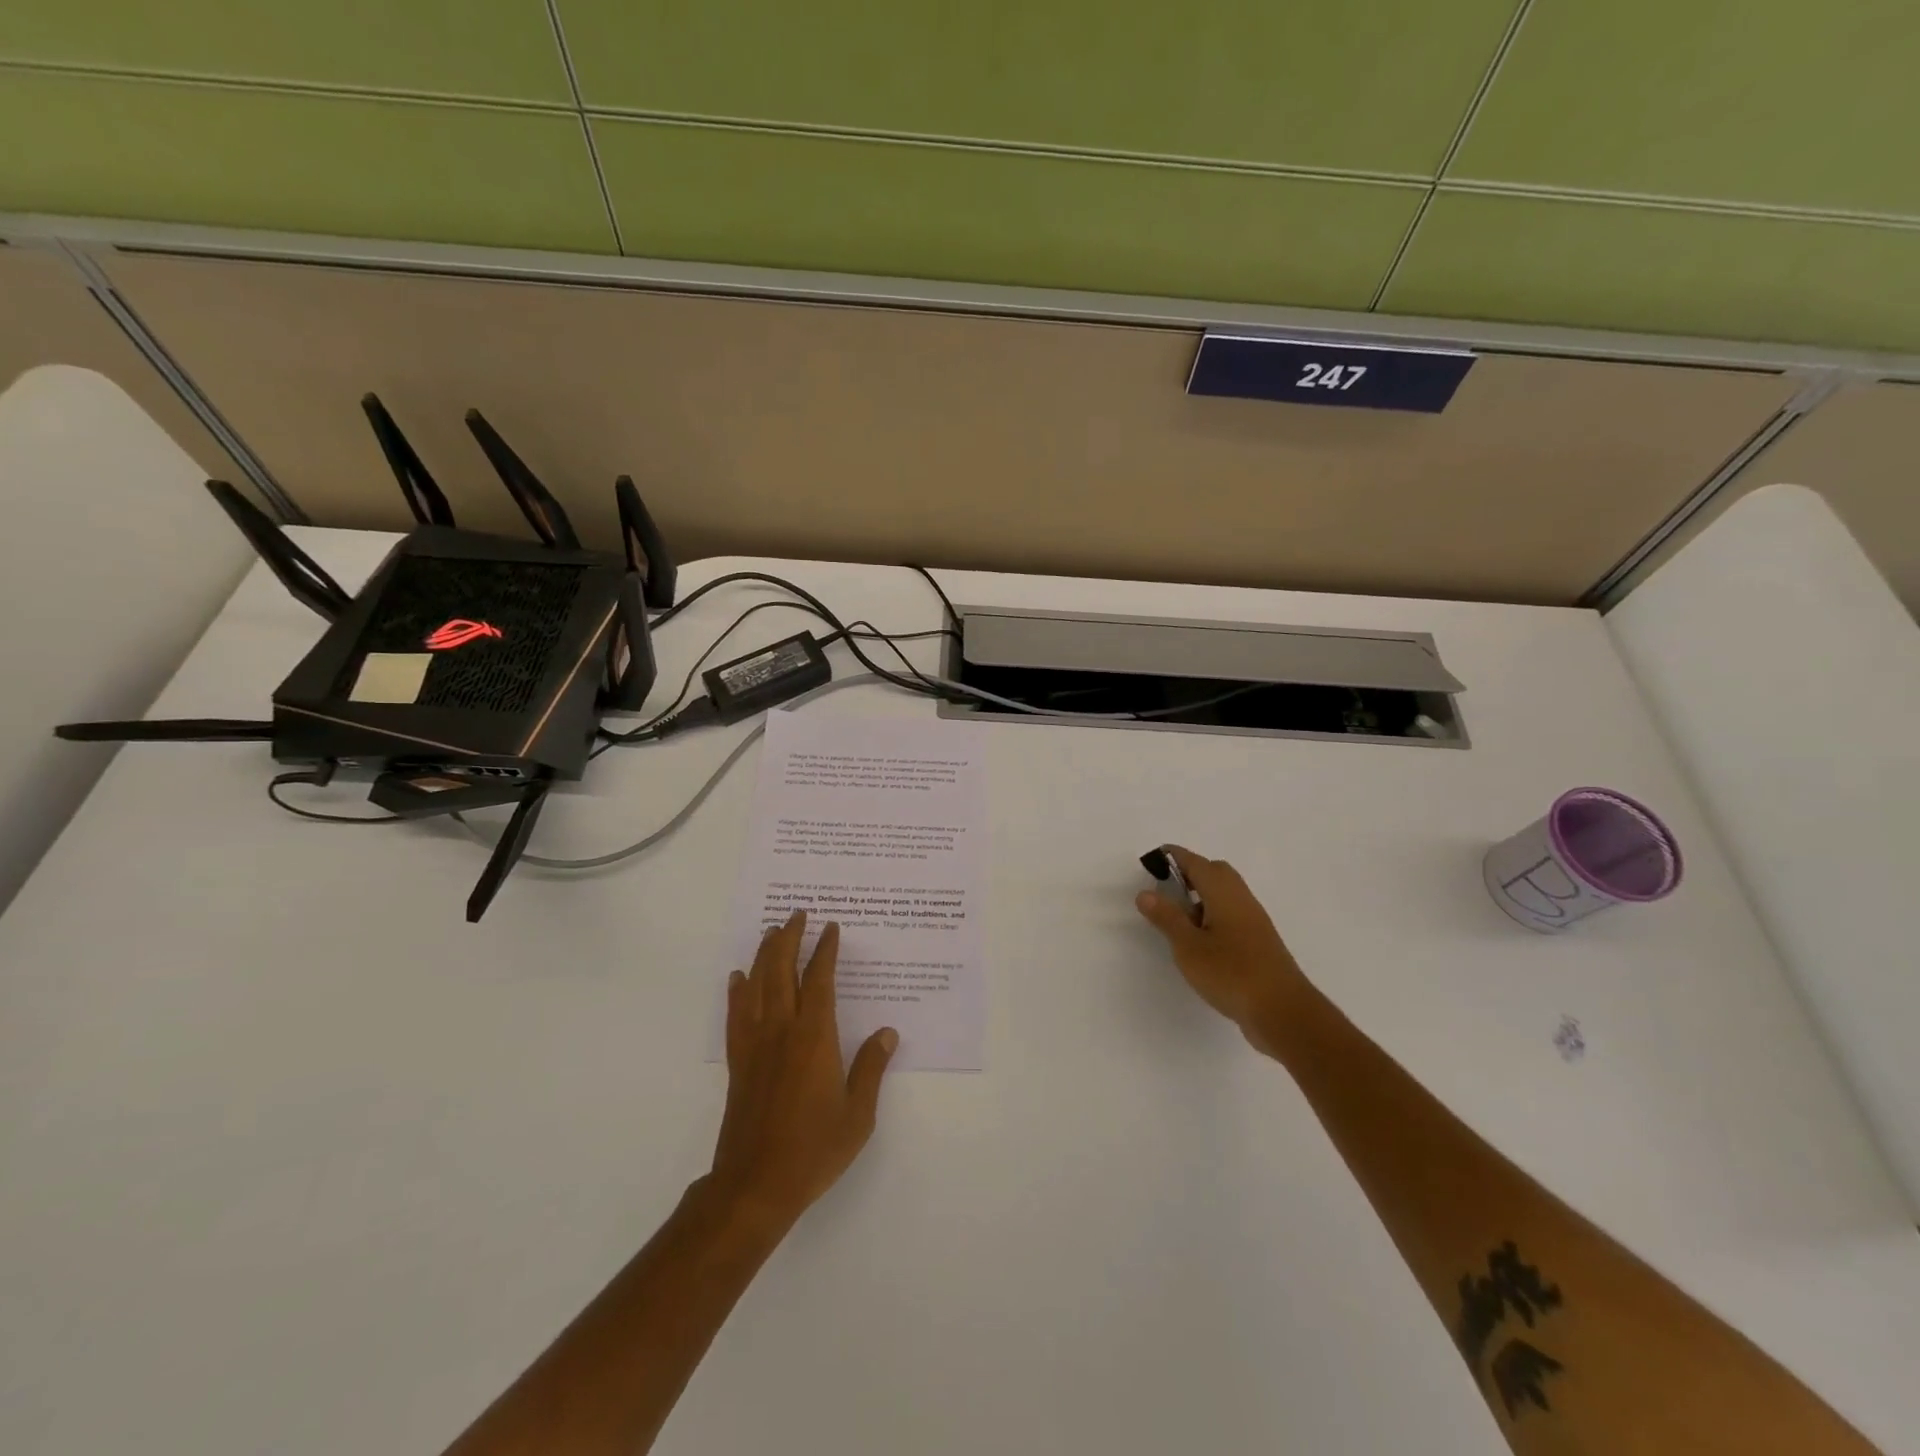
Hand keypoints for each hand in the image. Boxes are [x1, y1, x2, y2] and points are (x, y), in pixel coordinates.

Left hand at [708, 912, 897, 1233]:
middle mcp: (782, 1030)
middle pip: (782, 971)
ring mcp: (755, 1045)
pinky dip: (737, 991)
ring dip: (763, 954)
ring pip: (757, 986)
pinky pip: (736, 1015)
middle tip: (797, 913)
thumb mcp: (858, 1114)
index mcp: (815, 1038)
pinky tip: (739, 978)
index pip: (819, 980)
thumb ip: (871, 1068)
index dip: (825, 950)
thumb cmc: (813, 1150)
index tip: (830, 928)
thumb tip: (888, 1032)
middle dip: (789, 938)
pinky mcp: (738, 1062)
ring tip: (771, 931)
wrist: (755, 1185)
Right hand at [1134, 846, 1313, 1057]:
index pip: (1196, 863)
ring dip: (1201, 898)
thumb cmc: (1231, 973)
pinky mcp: (1259, 943)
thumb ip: (1167, 918)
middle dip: (1190, 874)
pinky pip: (1232, 915)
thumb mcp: (1189, 946)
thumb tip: (1146, 893)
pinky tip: (1201, 942)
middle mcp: (1242, 900)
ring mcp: (1254, 922)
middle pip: (1215, 873)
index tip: (1152, 860)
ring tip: (1178, 919)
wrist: (1283, 1012)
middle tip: (1165, 889)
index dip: (1174, 857)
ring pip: (1225, 895)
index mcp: (1224, 893)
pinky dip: (1213, 917)